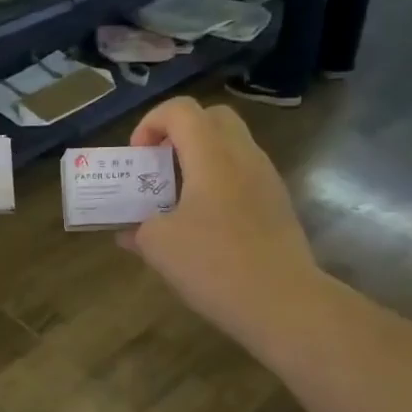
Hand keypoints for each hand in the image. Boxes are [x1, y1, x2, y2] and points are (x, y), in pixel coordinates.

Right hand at [121, 98, 319, 351]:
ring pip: (232, 146)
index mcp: (212, 155)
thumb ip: (138, 229)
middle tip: (160, 164)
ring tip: (179, 197)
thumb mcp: (159, 246)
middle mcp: (243, 156)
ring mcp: (267, 179)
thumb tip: (128, 232)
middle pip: (213, 118)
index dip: (151, 122)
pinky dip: (220, 183)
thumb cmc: (214, 264)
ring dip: (201, 159)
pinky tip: (205, 223)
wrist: (282, 302)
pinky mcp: (279, 205)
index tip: (138, 156)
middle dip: (180, 132)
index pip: (181, 110)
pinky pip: (244, 175)